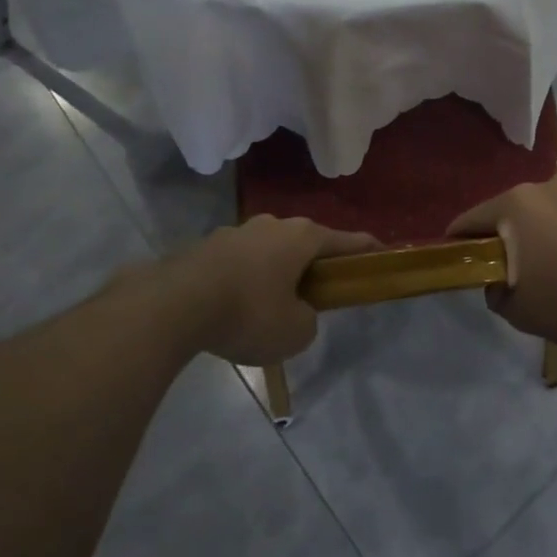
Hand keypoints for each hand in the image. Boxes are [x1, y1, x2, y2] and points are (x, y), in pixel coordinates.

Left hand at [148, 217, 379, 365]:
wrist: (173, 305)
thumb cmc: (248, 313)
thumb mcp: (294, 332)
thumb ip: (308, 320)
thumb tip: (297, 311)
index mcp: (303, 237)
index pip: (347, 241)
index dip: (368, 249)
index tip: (383, 253)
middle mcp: (273, 224)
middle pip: (305, 243)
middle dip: (314, 264)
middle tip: (318, 292)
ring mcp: (237, 231)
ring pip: (269, 251)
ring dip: (276, 272)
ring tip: (269, 306)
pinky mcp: (207, 246)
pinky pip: (239, 262)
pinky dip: (245, 279)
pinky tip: (234, 306)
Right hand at [446, 175, 556, 344]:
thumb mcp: (521, 313)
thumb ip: (496, 294)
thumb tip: (498, 283)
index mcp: (516, 206)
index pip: (472, 219)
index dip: (461, 239)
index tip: (460, 254)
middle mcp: (549, 185)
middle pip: (518, 210)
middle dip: (516, 234)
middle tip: (527, 266)